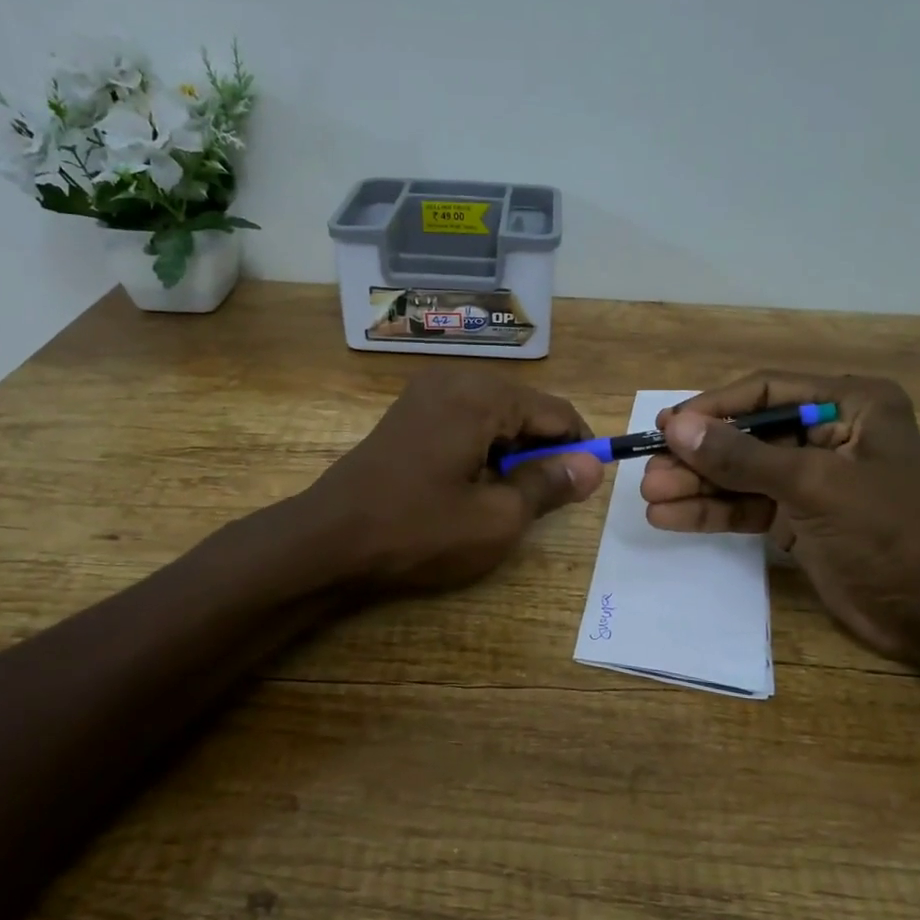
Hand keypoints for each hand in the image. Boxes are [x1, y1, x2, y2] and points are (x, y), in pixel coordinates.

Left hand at [304, 367, 603, 593]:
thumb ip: (549, 485)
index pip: (556, 412)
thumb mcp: (497, 518)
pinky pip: (466, 420)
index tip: (587, 486)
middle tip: (540, 501)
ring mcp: (426, 392)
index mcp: (482, 395)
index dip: (580, 448)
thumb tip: (591, 466)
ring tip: (503, 498)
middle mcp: (456, 379)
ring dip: (511, 452)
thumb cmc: (418, 530)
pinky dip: (482, 448)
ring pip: (496, 416)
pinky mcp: (409, 412)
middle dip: (542, 451)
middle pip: (525, 409)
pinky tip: (470, 484)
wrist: (328, 540)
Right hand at [640, 371, 919, 657]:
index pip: (766, 392)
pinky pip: (746, 506)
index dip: (713, 408)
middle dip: (699, 456)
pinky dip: (711, 512)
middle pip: (747, 436)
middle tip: (650, 471)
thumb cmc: (885, 531)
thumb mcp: (813, 485)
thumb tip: (676, 427)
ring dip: (697, 485)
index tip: (667, 426)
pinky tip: (671, 518)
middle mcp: (828, 434)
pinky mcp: (798, 518)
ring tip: (651, 497)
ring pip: (741, 474)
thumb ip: (742, 456)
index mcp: (850, 405)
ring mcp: (810, 479)